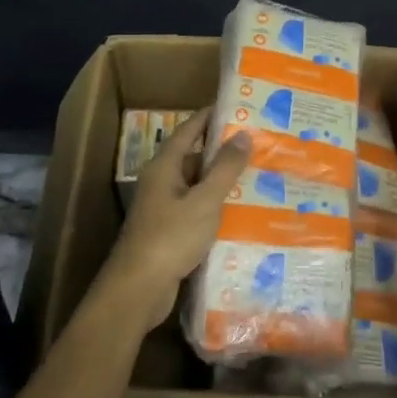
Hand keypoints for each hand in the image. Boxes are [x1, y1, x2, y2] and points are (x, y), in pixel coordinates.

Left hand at [100, 109, 249, 328]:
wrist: (139, 290)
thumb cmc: (170, 237)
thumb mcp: (204, 200)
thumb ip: (225, 168)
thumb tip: (242, 134)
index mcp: (165, 166)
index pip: (189, 129)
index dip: (211, 117)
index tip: (238, 107)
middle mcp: (161, 182)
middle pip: (195, 157)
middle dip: (223, 152)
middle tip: (257, 146)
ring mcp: (164, 208)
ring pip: (197, 186)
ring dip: (222, 182)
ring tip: (258, 176)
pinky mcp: (169, 232)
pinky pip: (197, 210)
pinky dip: (216, 207)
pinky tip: (241, 212)